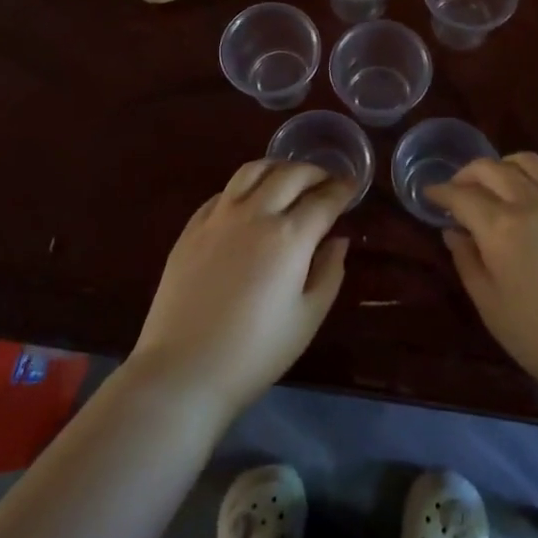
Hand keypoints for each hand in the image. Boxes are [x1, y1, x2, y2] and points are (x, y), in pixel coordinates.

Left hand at [128, 161, 352, 419]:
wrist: (184, 369)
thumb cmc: (255, 352)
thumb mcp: (308, 318)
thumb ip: (329, 272)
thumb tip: (338, 240)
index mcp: (289, 236)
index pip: (324, 199)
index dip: (343, 189)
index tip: (353, 186)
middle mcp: (255, 214)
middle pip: (290, 174)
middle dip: (315, 172)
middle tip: (327, 181)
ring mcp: (218, 217)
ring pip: (253, 170)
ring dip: (278, 167)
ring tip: (289, 178)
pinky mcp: (192, 227)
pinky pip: (223, 191)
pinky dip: (245, 186)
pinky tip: (249, 200)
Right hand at [428, 153, 537, 408]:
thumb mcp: (491, 306)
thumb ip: (467, 261)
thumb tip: (454, 231)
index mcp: (501, 227)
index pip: (461, 195)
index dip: (440, 192)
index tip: (429, 195)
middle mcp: (532, 202)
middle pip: (492, 168)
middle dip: (467, 174)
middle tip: (458, 191)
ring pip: (528, 163)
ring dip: (503, 167)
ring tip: (496, 186)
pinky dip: (536, 183)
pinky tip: (535, 205)